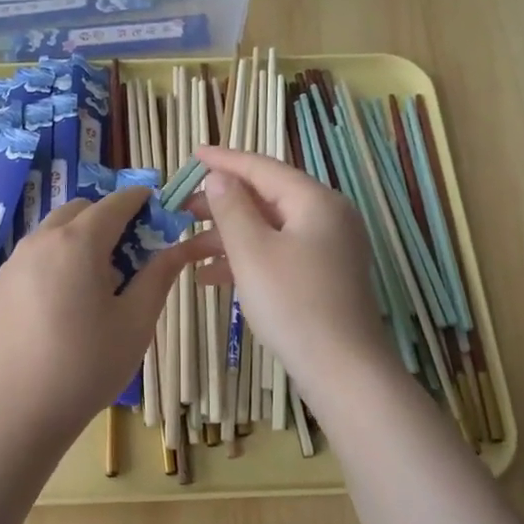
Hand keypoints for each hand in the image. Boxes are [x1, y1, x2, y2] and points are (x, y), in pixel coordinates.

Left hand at [0, 185, 206, 443]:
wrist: (18, 410)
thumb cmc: (87, 365)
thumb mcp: (136, 322)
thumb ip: (158, 276)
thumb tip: (178, 248)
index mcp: (78, 243)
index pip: (115, 203)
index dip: (140, 201)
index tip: (157, 209)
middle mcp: (40, 241)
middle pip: (79, 211)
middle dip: (107, 219)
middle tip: (128, 256)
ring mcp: (13, 263)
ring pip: (52, 233)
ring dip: (79, 240)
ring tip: (96, 284)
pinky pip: (33, 258)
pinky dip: (55, 261)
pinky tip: (63, 305)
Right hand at [188, 147, 390, 391]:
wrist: (342, 368)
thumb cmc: (293, 303)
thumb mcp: (252, 251)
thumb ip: (232, 208)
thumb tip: (220, 178)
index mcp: (315, 201)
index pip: (263, 168)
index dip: (225, 161)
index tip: (193, 154)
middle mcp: (327, 218)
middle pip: (267, 198)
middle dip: (222, 205)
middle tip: (182, 210)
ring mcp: (329, 249)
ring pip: (270, 230)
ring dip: (229, 237)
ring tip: (188, 250)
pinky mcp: (324, 278)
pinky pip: (279, 255)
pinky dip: (247, 260)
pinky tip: (212, 278)